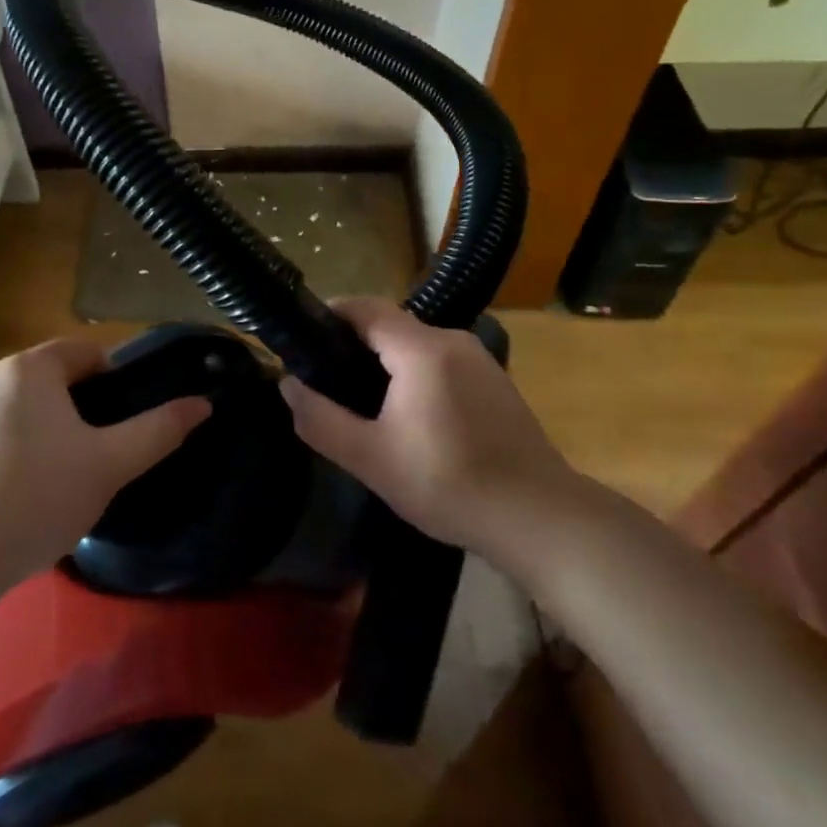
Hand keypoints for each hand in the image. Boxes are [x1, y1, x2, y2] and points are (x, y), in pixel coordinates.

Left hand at [0, 339, 209, 601]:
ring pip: (13, 403)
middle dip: (71, 409)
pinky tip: (2, 487)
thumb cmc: (37, 498)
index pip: (85, 353)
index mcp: (30, 367)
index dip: (110, 384)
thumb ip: (158, 430)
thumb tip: (203, 403)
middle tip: (85, 458)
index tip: (114, 427)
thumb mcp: (108, 467)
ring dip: (34, 425)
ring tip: (44, 478)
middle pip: (47, 378)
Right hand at [281, 297, 578, 557]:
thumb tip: (288, 385)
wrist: (539, 518)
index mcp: (422, 349)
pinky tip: (411, 418)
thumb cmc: (448, 484)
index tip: (304, 338)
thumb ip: (321, 419)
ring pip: (418, 346)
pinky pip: (442, 363)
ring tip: (363, 403)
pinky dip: (416, 375)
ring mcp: (480, 360)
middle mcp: (453, 341)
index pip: (366, 307)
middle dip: (355, 345)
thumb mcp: (371, 459)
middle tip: (328, 380)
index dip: (331, 314)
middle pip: (391, 325)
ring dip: (387, 362)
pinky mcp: (496, 383)